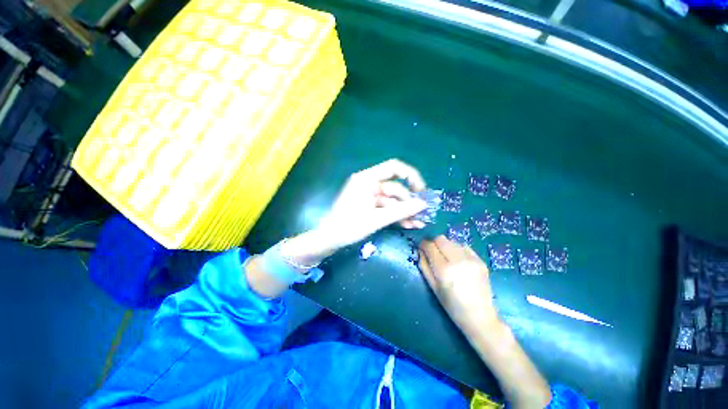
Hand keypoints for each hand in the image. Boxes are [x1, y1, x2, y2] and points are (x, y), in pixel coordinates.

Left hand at [317, 159, 427, 248]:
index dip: (411, 176)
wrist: (329, 239)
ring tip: (419, 223)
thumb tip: (423, 204)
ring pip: (393, 200)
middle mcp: (369, 183)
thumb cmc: (348, 227)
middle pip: (395, 187)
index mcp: (367, 179)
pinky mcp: (370, 205)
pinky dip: (397, 215)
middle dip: (409, 201)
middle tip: (423, 214)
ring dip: (405, 211)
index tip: (422, 190)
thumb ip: (401, 211)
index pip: (394, 168)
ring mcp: (370, 195)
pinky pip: (387, 207)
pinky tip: (409, 224)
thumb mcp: (376, 219)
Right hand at [418, 236, 499, 336]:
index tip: (422, 248)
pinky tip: (458, 261)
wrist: (480, 316)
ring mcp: (471, 259)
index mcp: (444, 270)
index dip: (423, 245)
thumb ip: (424, 266)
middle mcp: (458, 260)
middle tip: (433, 252)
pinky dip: (457, 250)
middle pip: (441, 239)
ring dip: (446, 246)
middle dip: (434, 243)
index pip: (429, 246)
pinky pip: (464, 246)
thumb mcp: (433, 287)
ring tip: (447, 258)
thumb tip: (420, 251)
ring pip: (452, 241)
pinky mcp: (480, 260)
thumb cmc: (451, 305)